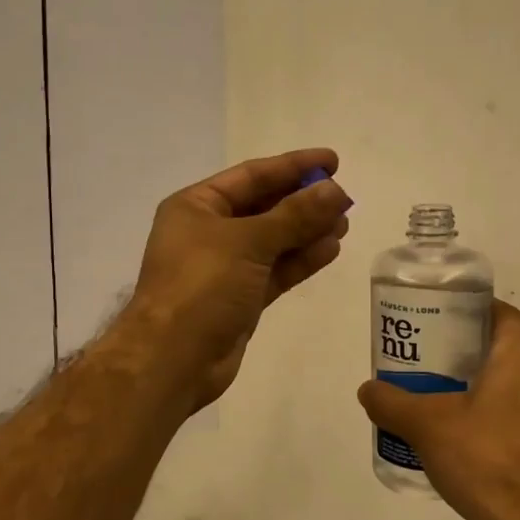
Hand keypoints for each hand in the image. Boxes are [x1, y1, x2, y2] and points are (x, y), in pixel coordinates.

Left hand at [126, 148, 351, 409]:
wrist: (174, 358)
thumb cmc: (202, 286)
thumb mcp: (248, 241)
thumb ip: (295, 215)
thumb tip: (335, 190)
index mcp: (197, 206)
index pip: (252, 176)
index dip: (293, 166)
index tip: (333, 161)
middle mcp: (209, 232)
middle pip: (264, 208)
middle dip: (304, 202)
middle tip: (345, 198)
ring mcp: (225, 268)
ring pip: (274, 242)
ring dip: (308, 231)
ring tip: (345, 223)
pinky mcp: (240, 299)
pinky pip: (275, 271)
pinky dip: (301, 260)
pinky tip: (330, 249)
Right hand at [357, 301, 519, 519]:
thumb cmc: (486, 460)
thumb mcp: (426, 426)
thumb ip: (392, 402)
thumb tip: (368, 390)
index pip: (503, 314)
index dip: (472, 310)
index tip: (441, 319)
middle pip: (506, 349)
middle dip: (469, 351)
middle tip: (430, 361)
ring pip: (516, 384)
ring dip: (483, 385)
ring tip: (442, 400)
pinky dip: (496, 414)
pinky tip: (466, 439)